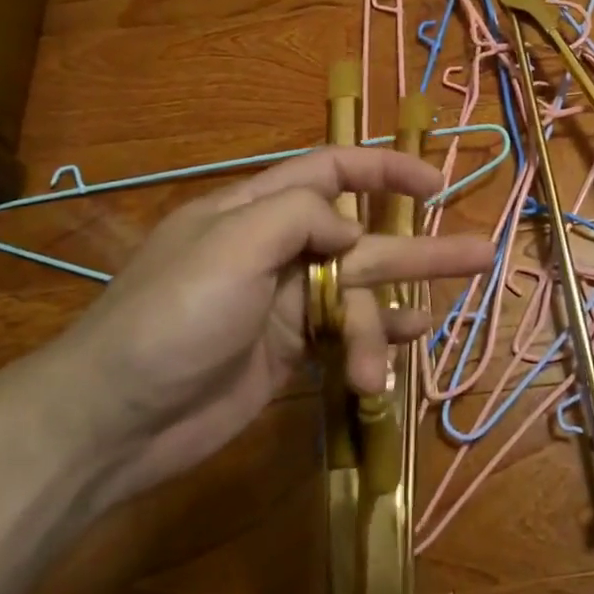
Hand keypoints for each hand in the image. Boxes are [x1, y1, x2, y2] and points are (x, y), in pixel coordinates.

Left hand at [31, 147, 493, 508]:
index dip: (384, 171)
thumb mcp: (231, 245)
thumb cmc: (171, 318)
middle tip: (480, 253)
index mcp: (257, 210)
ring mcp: (286, 304)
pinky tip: (399, 354)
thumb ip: (300, 217)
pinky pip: (346, 337)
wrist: (114, 422)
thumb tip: (354, 229)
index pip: (332, 171)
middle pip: (363, 237)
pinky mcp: (290, 352)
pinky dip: (373, 344)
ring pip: (359, 295)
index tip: (434, 185)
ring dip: (391, 315)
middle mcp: (277, 249)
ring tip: (428, 330)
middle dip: (419, 246)